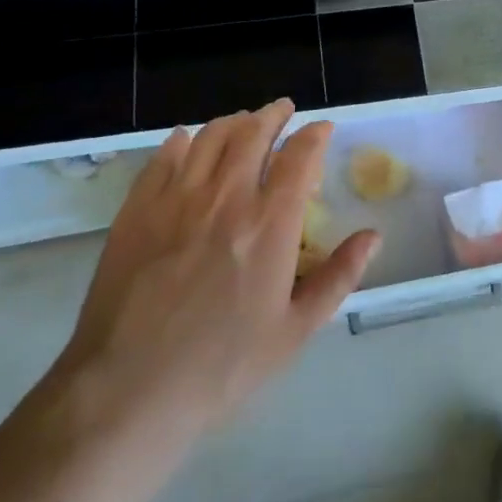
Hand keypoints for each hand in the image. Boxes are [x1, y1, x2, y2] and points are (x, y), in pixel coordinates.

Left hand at [53, 100, 379, 455]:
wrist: (128, 391)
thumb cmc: (222, 366)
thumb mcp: (295, 330)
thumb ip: (338, 276)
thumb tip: (373, 236)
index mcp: (270, 223)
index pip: (300, 156)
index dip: (315, 134)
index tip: (322, 128)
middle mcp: (226, 197)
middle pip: (253, 133)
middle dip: (273, 115)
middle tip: (282, 111)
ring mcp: (176, 199)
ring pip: (210, 138)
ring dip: (233, 122)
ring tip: (243, 122)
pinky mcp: (137, 210)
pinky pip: (163, 159)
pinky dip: (181, 142)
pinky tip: (187, 142)